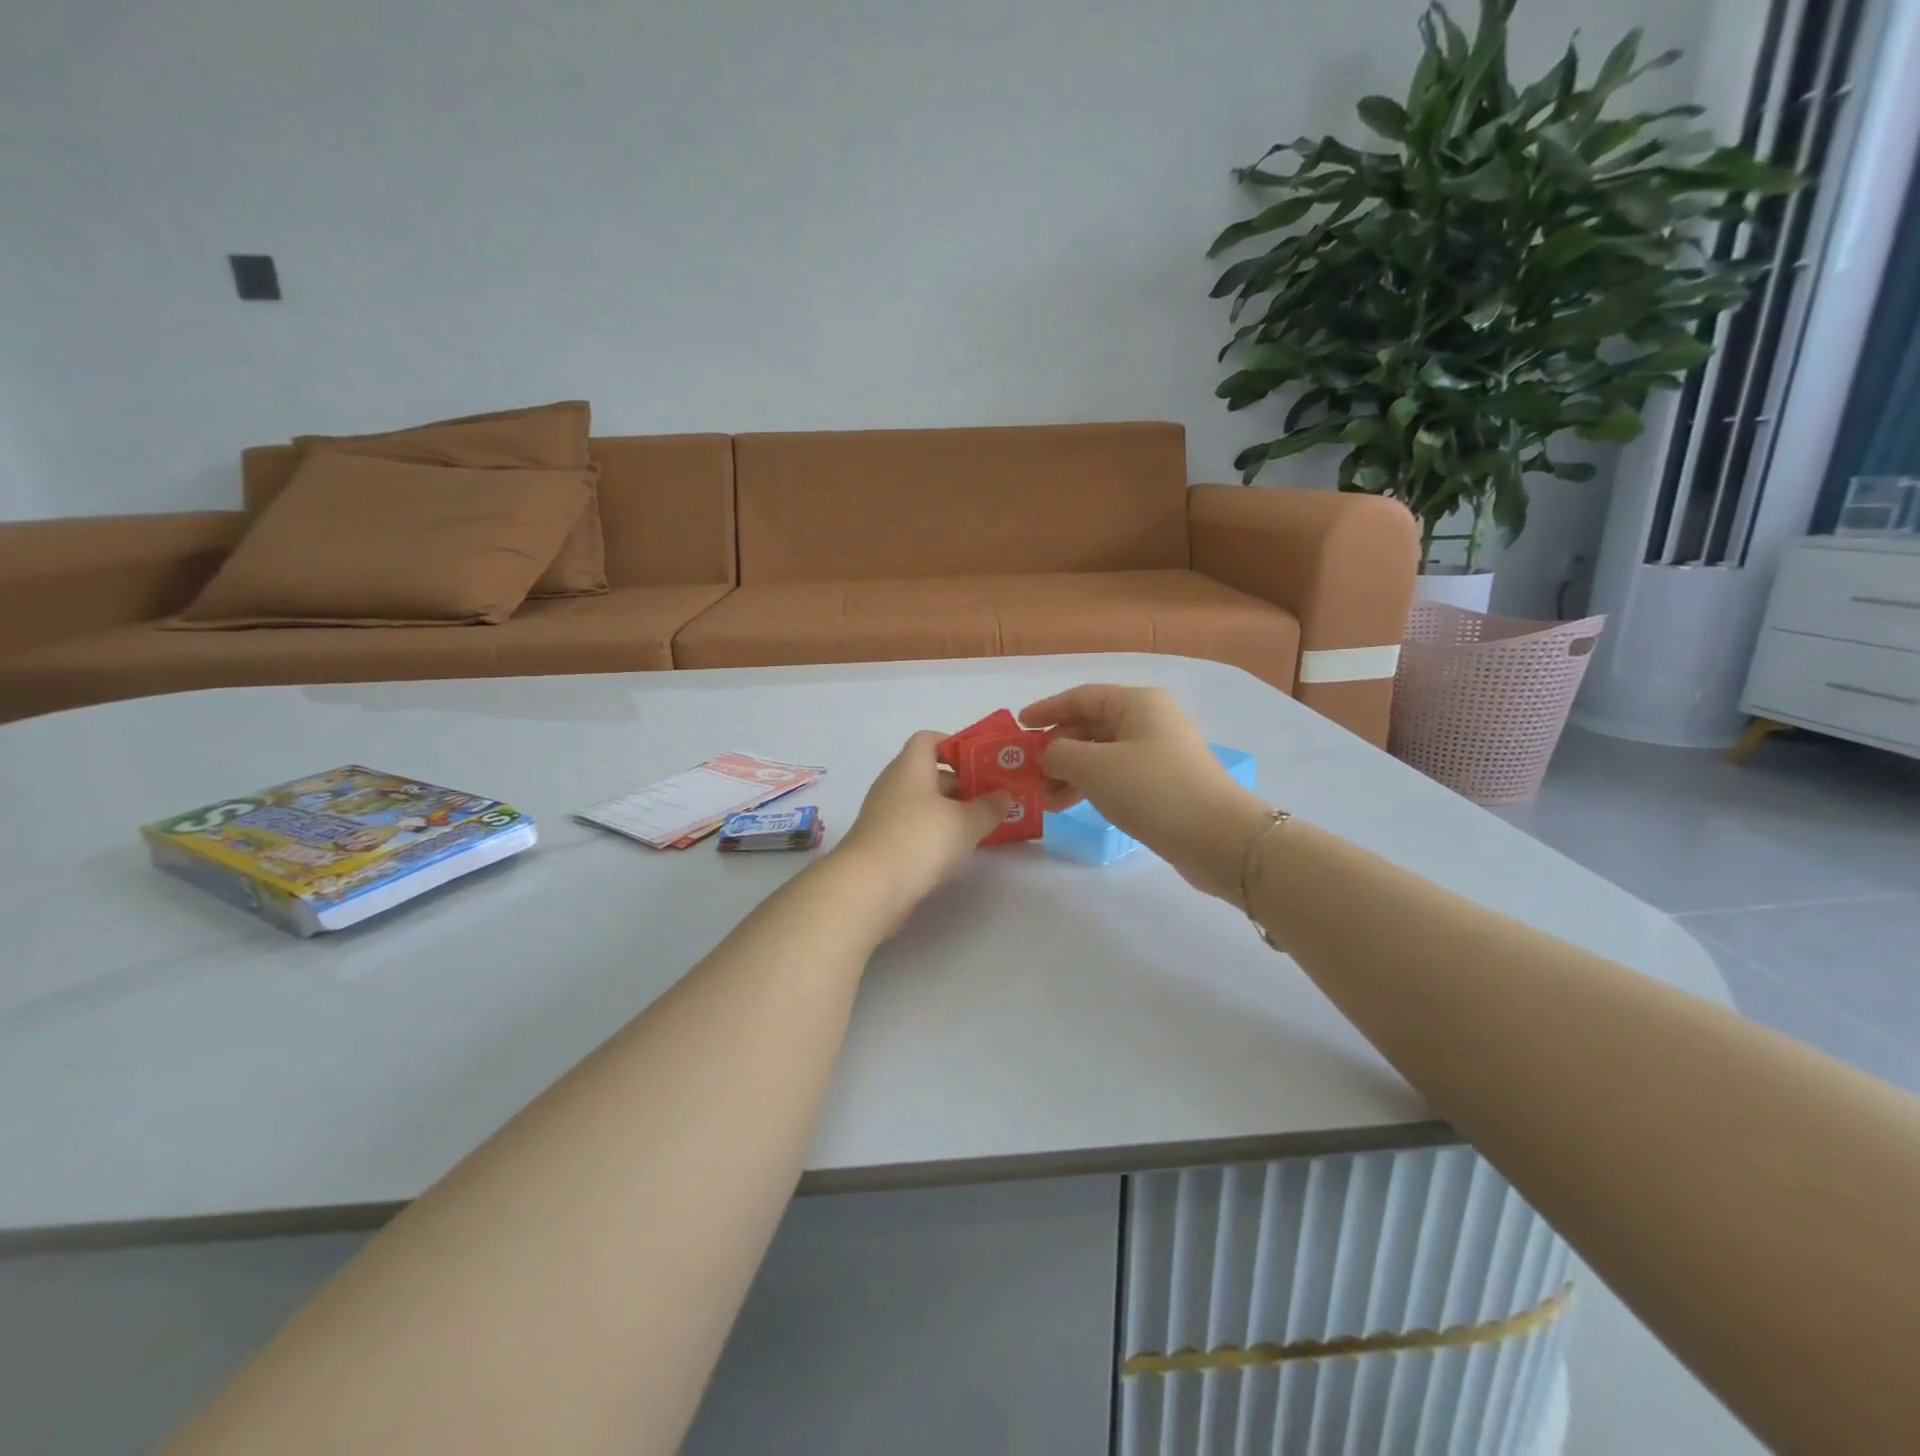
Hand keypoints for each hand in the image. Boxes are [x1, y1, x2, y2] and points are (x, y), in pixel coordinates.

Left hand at [835, 731, 1010, 924]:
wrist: (869, 886)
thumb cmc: (920, 839)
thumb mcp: (965, 823)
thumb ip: (988, 807)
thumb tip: (1003, 796)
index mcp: (910, 766)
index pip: (928, 740)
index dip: (954, 745)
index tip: (980, 762)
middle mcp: (893, 783)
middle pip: (927, 772)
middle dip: (960, 783)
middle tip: (989, 799)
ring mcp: (882, 813)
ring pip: (921, 802)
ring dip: (948, 810)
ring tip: (978, 826)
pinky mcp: (880, 840)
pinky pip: (912, 825)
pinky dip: (932, 831)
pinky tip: (952, 849)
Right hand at [1020, 684, 1271, 901]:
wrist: (1216, 837)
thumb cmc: (1151, 789)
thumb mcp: (1094, 767)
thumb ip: (1059, 753)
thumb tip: (1048, 754)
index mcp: (1137, 703)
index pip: (1081, 696)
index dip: (1047, 709)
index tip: (1018, 726)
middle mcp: (1150, 720)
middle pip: (1091, 725)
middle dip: (1057, 748)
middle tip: (1028, 771)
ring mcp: (1160, 753)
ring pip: (1102, 754)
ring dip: (1070, 772)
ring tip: (1045, 799)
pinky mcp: (1164, 784)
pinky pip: (1117, 776)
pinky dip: (1091, 786)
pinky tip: (1071, 805)